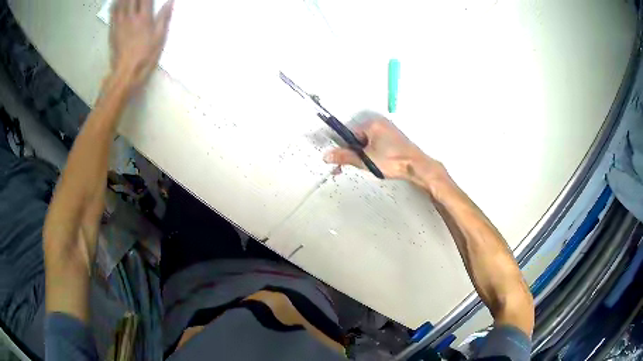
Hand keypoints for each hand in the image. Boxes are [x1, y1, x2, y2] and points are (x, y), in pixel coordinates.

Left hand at [109, 0, 173, 92]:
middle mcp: (131, 17)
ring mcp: (120, 23)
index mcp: (144, 18)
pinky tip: (116, 1)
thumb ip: (164, 17)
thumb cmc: (146, 56)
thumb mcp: (160, 37)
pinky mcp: (113, 30)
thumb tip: (170, 1)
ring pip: (121, 3)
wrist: (126, 72)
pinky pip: (113, 13)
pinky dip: (115, 4)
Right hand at [323, 117, 444, 185]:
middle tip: (358, 165)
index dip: (345, 147)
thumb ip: (345, 157)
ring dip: (364, 153)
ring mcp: (388, 130)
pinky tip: (378, 162)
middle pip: (358, 137)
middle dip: (355, 151)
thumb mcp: (366, 160)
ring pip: (368, 141)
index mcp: (372, 124)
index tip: (343, 159)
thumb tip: (326, 155)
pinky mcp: (394, 138)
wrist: (416, 167)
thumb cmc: (392, 161)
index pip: (349, 133)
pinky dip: (374, 152)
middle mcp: (380, 123)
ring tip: (371, 165)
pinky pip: (377, 143)